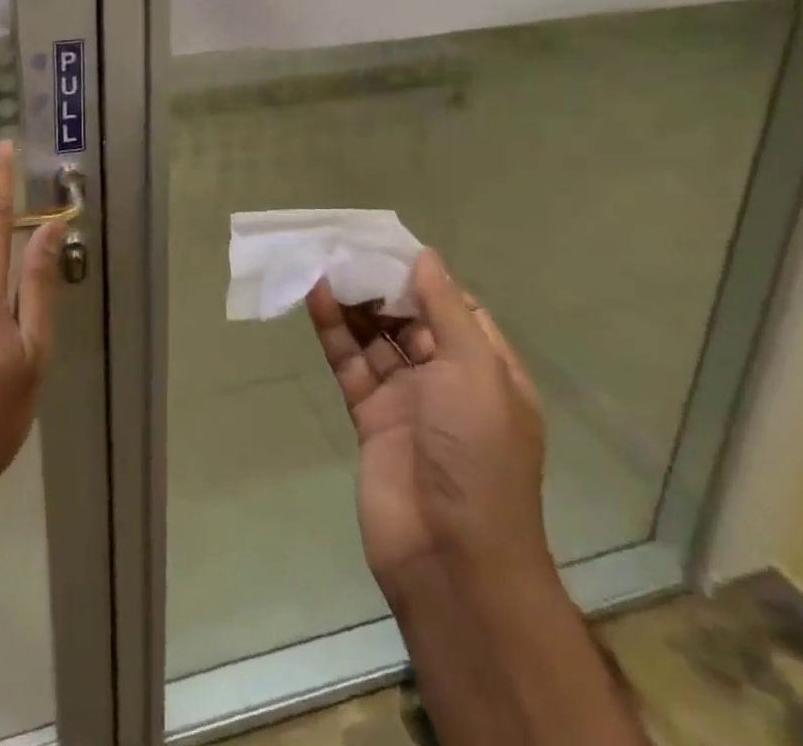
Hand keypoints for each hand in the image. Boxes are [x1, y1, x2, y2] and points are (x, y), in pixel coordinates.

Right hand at [306, 250, 551, 597]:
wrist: (451, 558)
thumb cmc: (477, 455)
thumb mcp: (475, 372)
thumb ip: (445, 311)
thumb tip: (425, 257)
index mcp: (487, 370)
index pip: (455, 308)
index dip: (423, 276)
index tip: (388, 244)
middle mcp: (448, 381)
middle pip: (410, 319)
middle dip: (381, 285)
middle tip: (345, 247)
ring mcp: (407, 400)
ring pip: (376, 338)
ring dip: (353, 303)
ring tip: (323, 262)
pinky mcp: (370, 417)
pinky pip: (350, 363)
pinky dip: (334, 332)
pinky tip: (316, 298)